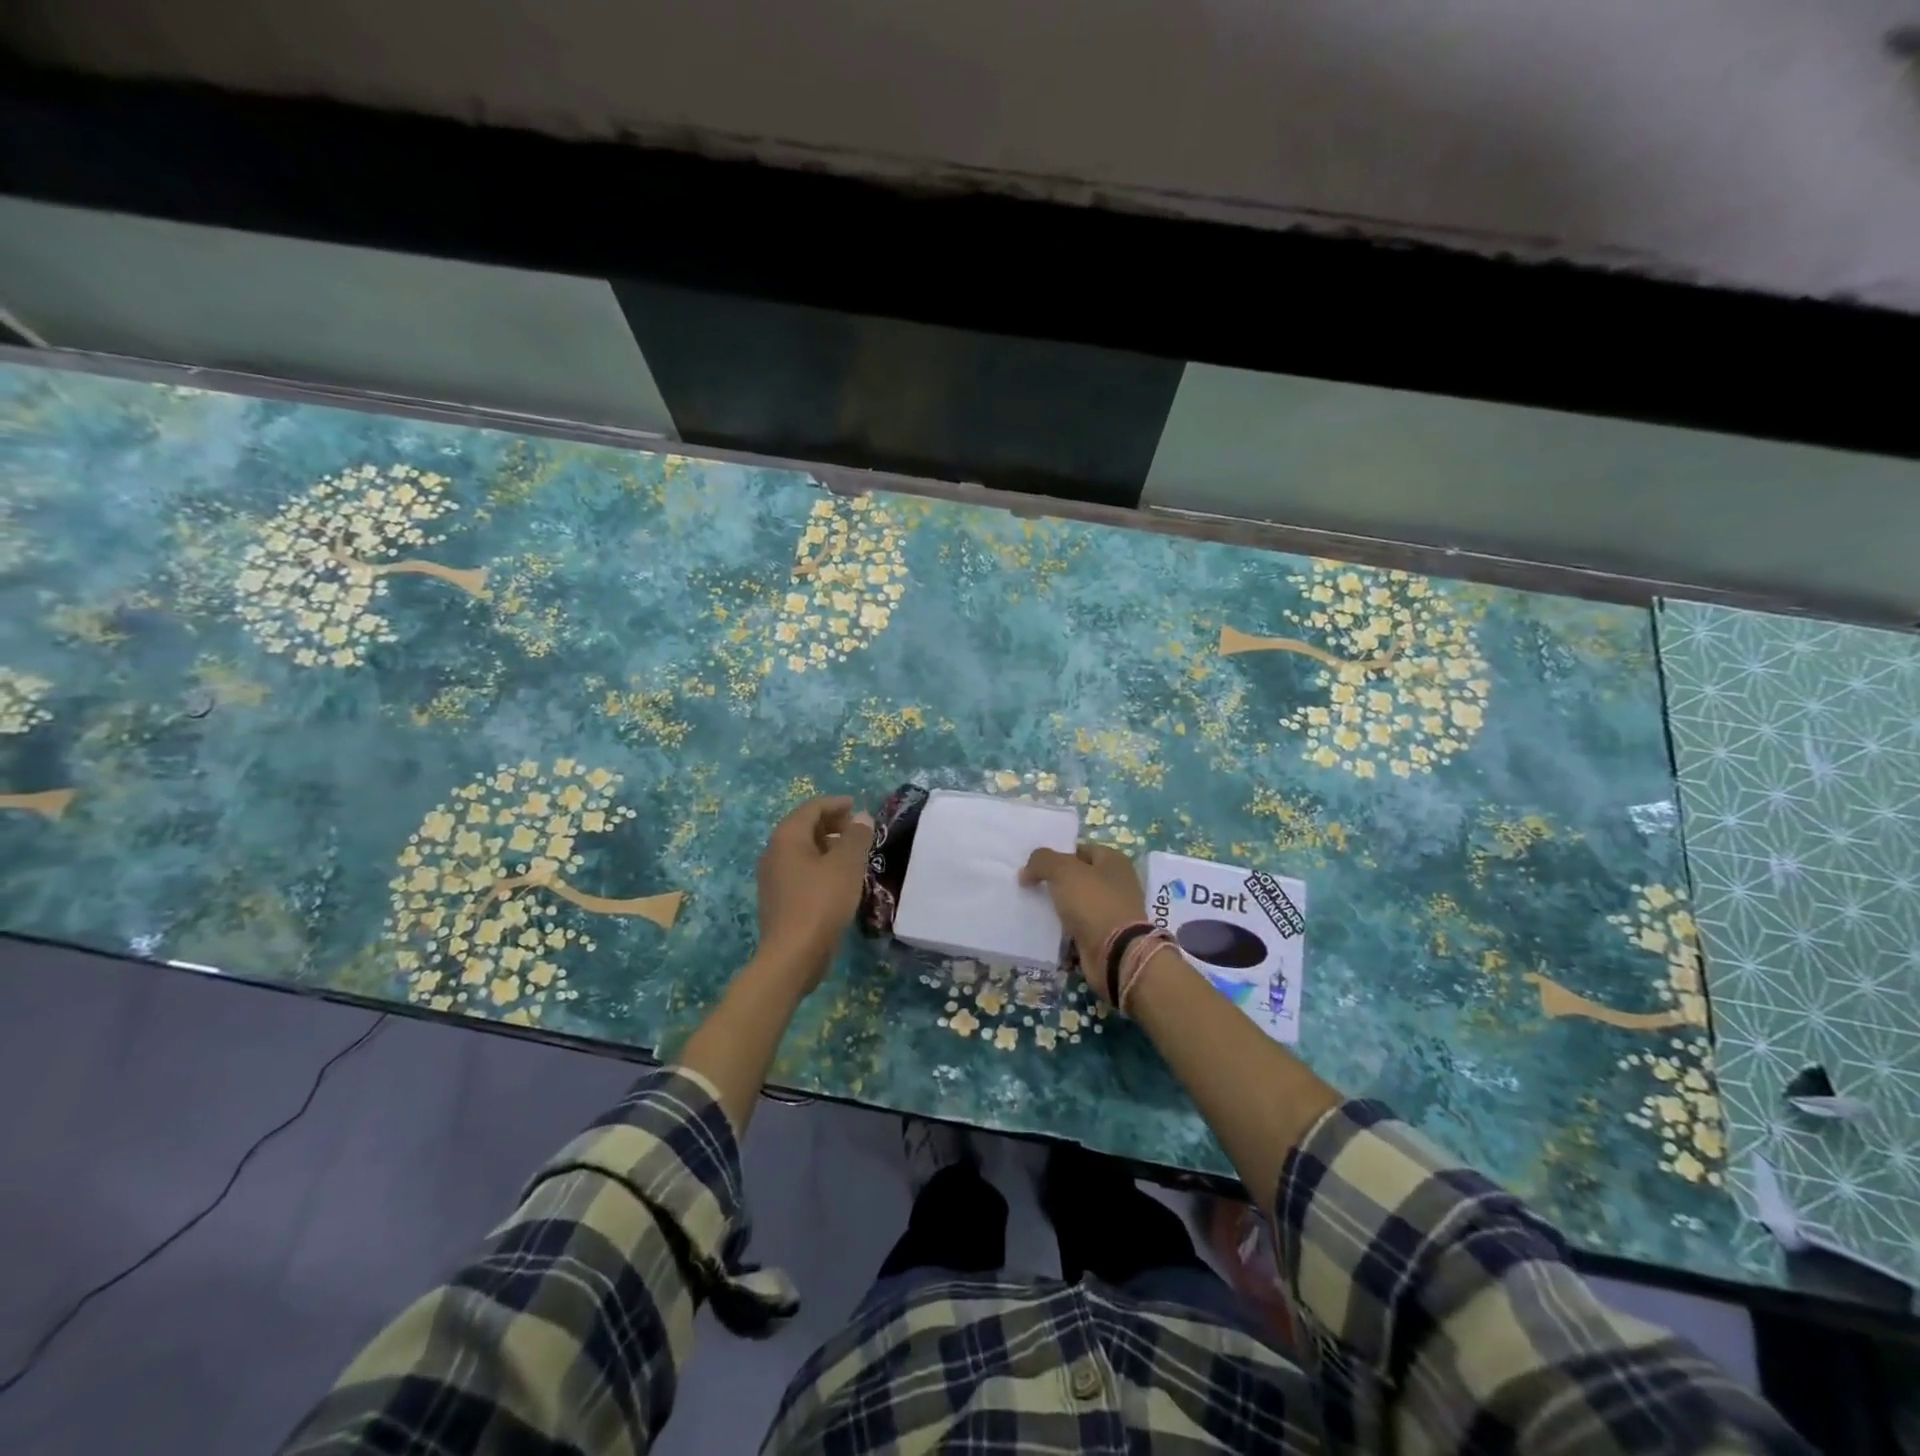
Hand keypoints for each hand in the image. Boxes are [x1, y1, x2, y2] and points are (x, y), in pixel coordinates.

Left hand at [755, 796, 874, 990]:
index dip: (836, 804)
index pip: (812, 808)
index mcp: (787, 837)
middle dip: (832, 824)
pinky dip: (820, 865)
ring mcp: (772, 877)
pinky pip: (800, 870)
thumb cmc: (821, 902)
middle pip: (804, 827)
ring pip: (802, 850)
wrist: (792, 955)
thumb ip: (856, 836)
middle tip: (858, 831)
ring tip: (853, 855)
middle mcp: (774, 852)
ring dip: (827, 846)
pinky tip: (839, 880)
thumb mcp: (846, 865)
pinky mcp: (778, 899)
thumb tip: (862, 817)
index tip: (858, 807)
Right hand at [1019, 842, 1147, 1004]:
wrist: (1115, 953)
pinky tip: (1045, 926)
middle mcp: (1117, 882)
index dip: (1057, 854)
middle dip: (1055, 880)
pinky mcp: (1105, 934)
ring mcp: (1112, 910)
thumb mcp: (1063, 871)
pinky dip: (1064, 926)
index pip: (1080, 849)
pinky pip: (1078, 924)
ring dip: (1058, 904)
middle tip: (1030, 884)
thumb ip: (1042, 861)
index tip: (1034, 865)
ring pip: (1077, 901)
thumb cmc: (1093, 902)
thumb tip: (1026, 871)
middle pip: (1078, 875)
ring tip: (1032, 904)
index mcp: (1114, 860)